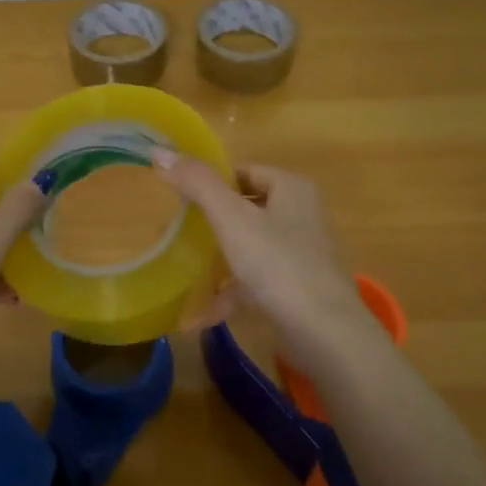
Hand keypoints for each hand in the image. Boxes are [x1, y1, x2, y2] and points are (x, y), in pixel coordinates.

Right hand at [153, 152, 377, 368]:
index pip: (243, 172)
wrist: (325, 334)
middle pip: (246, 209)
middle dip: (209, 223)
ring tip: (182, 271)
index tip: (180, 201)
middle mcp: (302, 215)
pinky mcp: (300, 289)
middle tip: (175, 234)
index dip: (211, 183)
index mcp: (291, 188)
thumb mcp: (231, 218)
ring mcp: (303, 254)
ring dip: (217, 260)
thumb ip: (197, 183)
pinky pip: (257, 282)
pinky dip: (230, 293)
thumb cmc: (277, 264)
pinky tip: (199, 315)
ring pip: (250, 246)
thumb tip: (160, 152)